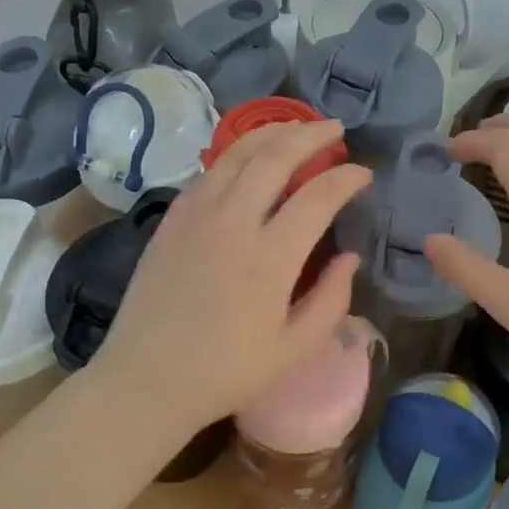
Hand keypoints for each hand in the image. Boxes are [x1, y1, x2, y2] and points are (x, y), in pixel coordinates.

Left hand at [93, 121, 371, 430]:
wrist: (145, 380)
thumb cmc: (225, 373)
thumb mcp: (292, 350)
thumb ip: (331, 301)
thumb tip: (350, 258)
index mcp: (270, 258)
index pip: (318, 196)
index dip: (346, 178)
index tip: (363, 173)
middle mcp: (233, 222)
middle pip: (276, 156)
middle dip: (311, 135)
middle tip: (335, 129)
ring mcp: (196, 216)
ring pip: (237, 154)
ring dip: (271, 133)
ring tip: (296, 128)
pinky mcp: (171, 220)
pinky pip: (208, 172)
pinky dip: (235, 155)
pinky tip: (248, 158)